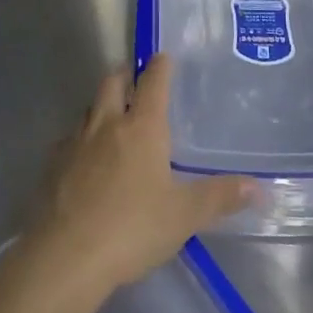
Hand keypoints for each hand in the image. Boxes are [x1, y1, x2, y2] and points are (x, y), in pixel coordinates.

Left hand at [24, 54, 256, 299]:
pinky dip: (81, 138)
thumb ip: (220, 197)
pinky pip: (69, 139)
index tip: (164, 57)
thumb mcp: (184, 215)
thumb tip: (259, 187)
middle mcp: (106, 124)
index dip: (160, 66)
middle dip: (125, 75)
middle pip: (112, 82)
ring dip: (101, 105)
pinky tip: (85, 158)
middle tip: (135, 80)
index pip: (152, 82)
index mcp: (141, 127)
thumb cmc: (133, 227)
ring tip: (113, 119)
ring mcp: (75, 142)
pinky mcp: (53, 164)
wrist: (66, 255)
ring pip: (88, 108)